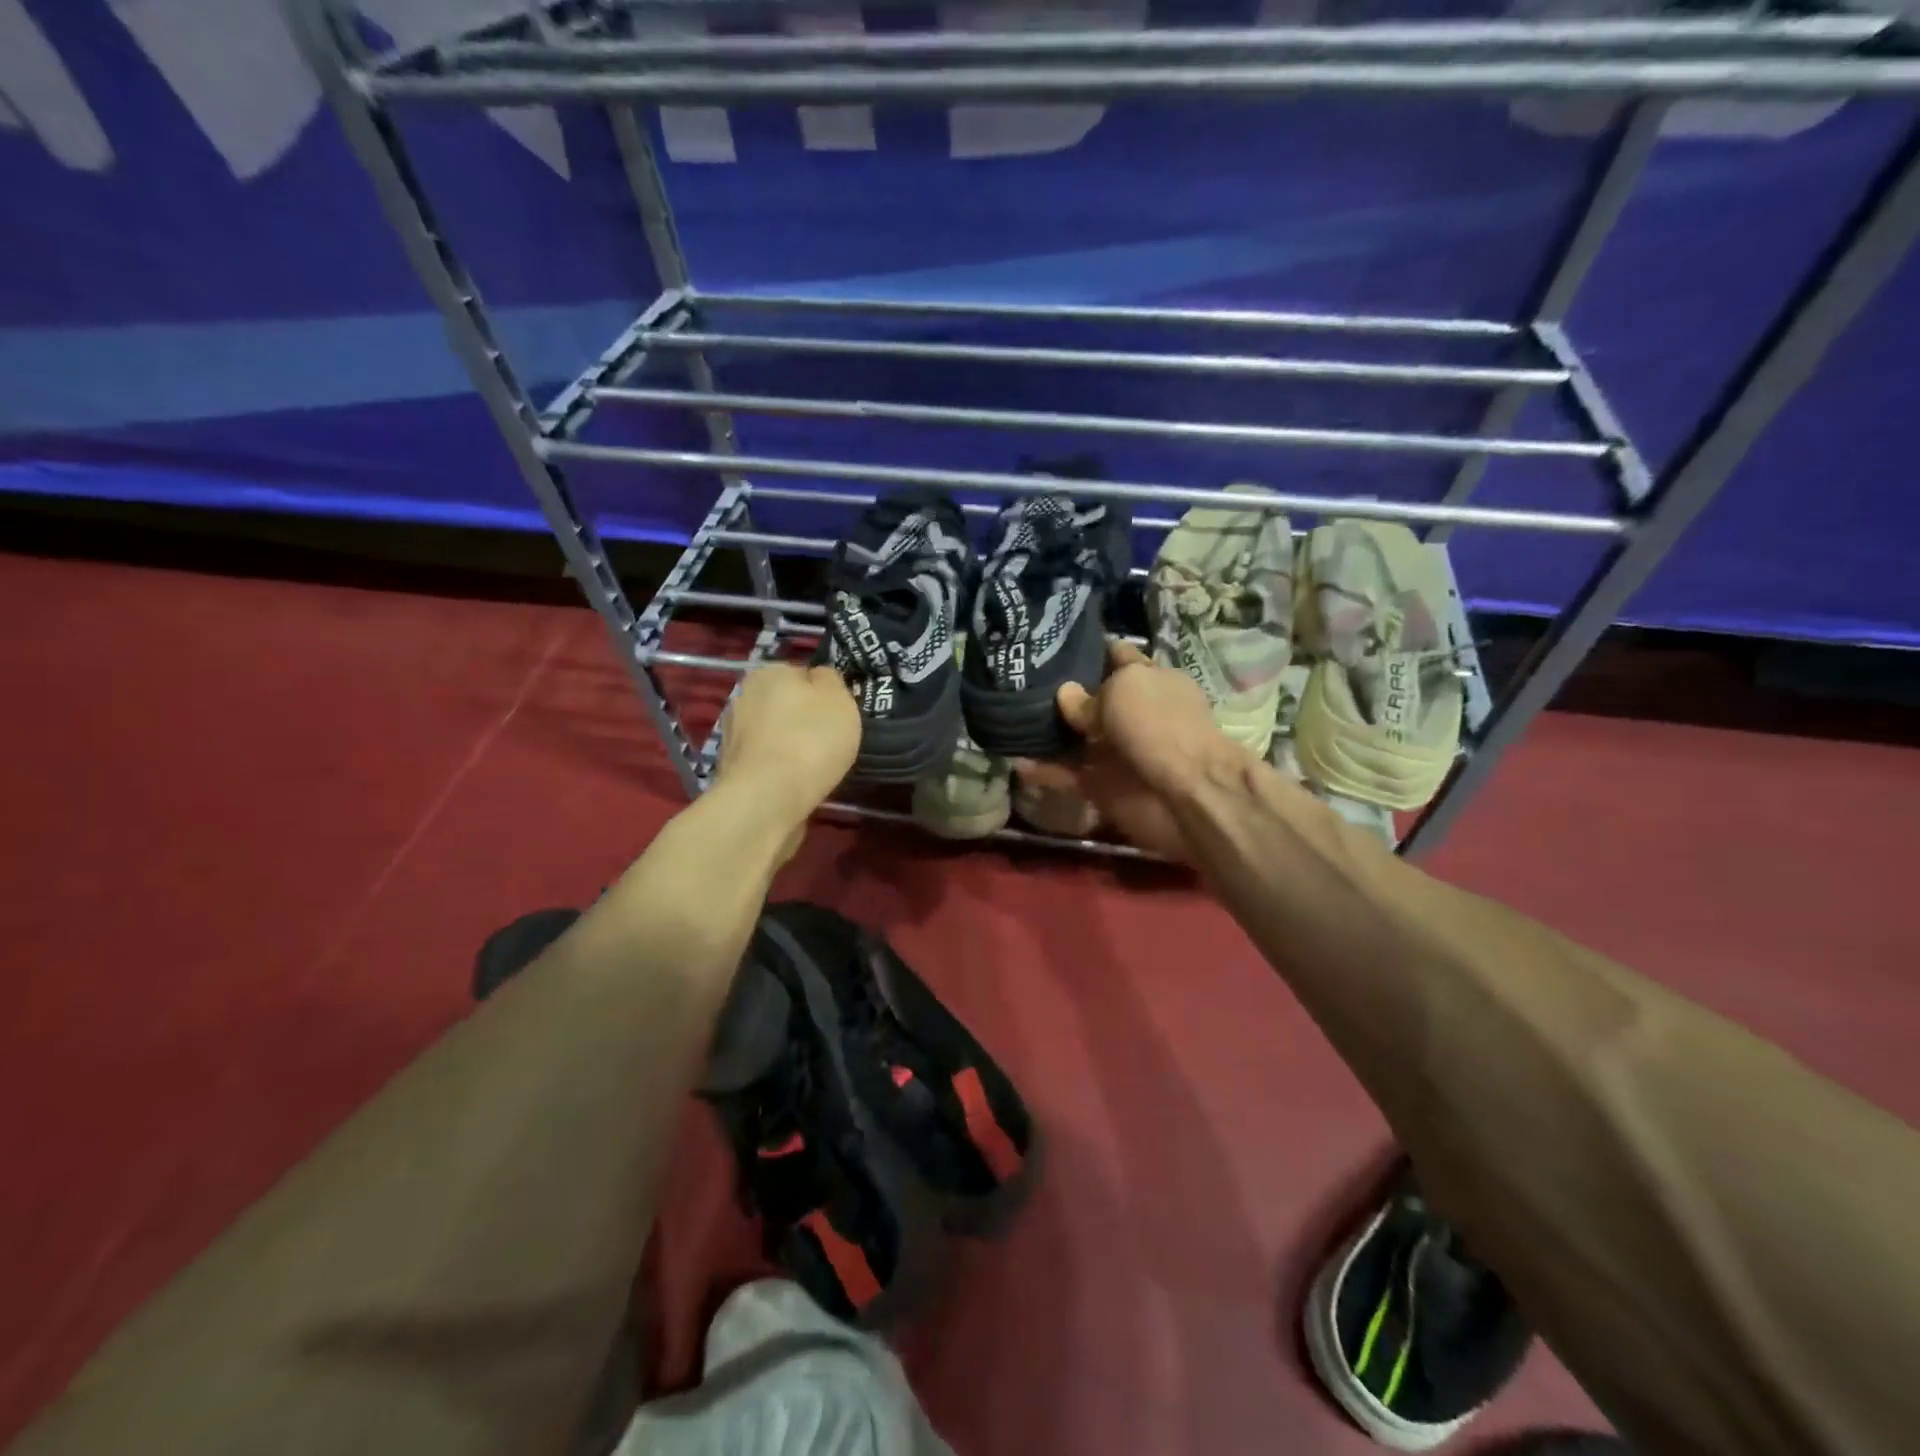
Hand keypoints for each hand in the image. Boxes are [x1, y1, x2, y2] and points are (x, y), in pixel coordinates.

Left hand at [715, 663, 860, 831]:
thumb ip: (830, 680)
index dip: (824, 695)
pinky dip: (778, 770)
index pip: (803, 675)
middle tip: (829, 742)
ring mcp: (732, 734)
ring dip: (789, 746)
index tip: (839, 716)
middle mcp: (743, 696)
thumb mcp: (840, 698)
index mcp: (768, 672)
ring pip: (773, 734)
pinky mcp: (730, 768)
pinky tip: (794, 784)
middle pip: (784, 704)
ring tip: (814, 768)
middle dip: (803, 720)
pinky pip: (765, 762)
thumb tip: (819, 678)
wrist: (768, 798)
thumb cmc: (810, 740)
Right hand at [1016, 640, 1240, 862]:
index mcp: (1148, 680)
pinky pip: (1067, 775)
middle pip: (1091, 699)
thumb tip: (1065, 693)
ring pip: (1075, 738)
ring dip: (1046, 733)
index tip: (1052, 643)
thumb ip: (1089, 695)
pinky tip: (1017, 765)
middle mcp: (1132, 713)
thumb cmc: (1160, 726)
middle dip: (1060, 693)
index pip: (1117, 658)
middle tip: (1018, 682)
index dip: (1090, 649)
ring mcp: (1116, 751)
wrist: (1187, 794)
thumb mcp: (1125, 690)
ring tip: (1009, 721)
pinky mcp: (1102, 785)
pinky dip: (1045, 772)